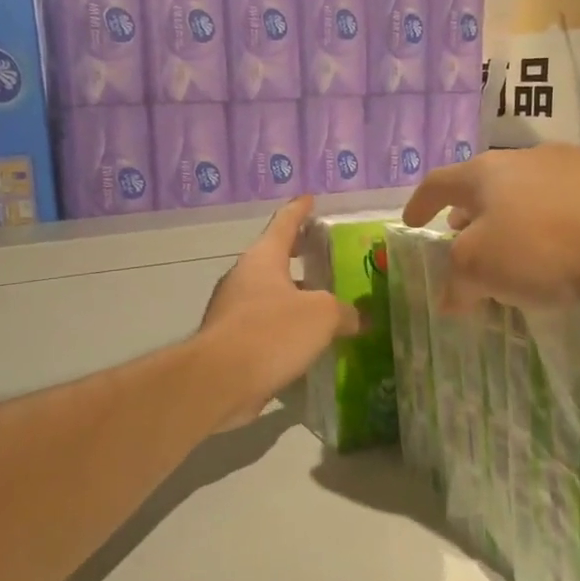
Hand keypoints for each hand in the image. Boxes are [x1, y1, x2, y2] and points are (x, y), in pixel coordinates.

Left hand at [198, 196, 358, 430]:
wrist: (219, 381)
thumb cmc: (271, 333)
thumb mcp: (321, 316)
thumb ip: (344, 312)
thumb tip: (360, 318)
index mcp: (263, 258)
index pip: (284, 223)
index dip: (300, 210)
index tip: (310, 198)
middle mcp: (244, 278)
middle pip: (275, 259)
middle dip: (298, 256)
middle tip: (323, 255)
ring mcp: (233, 311)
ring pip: (270, 295)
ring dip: (294, 297)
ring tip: (325, 304)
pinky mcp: (231, 342)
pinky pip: (265, 327)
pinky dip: (285, 329)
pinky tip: (307, 343)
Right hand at [402, 145, 579, 310]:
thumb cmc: (545, 245)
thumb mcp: (482, 269)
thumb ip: (456, 281)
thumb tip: (448, 297)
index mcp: (485, 173)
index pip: (438, 182)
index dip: (419, 203)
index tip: (410, 222)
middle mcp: (524, 159)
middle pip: (484, 183)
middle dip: (468, 212)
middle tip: (461, 235)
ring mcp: (571, 165)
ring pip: (525, 191)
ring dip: (509, 218)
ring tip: (512, 246)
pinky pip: (563, 202)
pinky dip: (547, 224)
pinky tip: (561, 250)